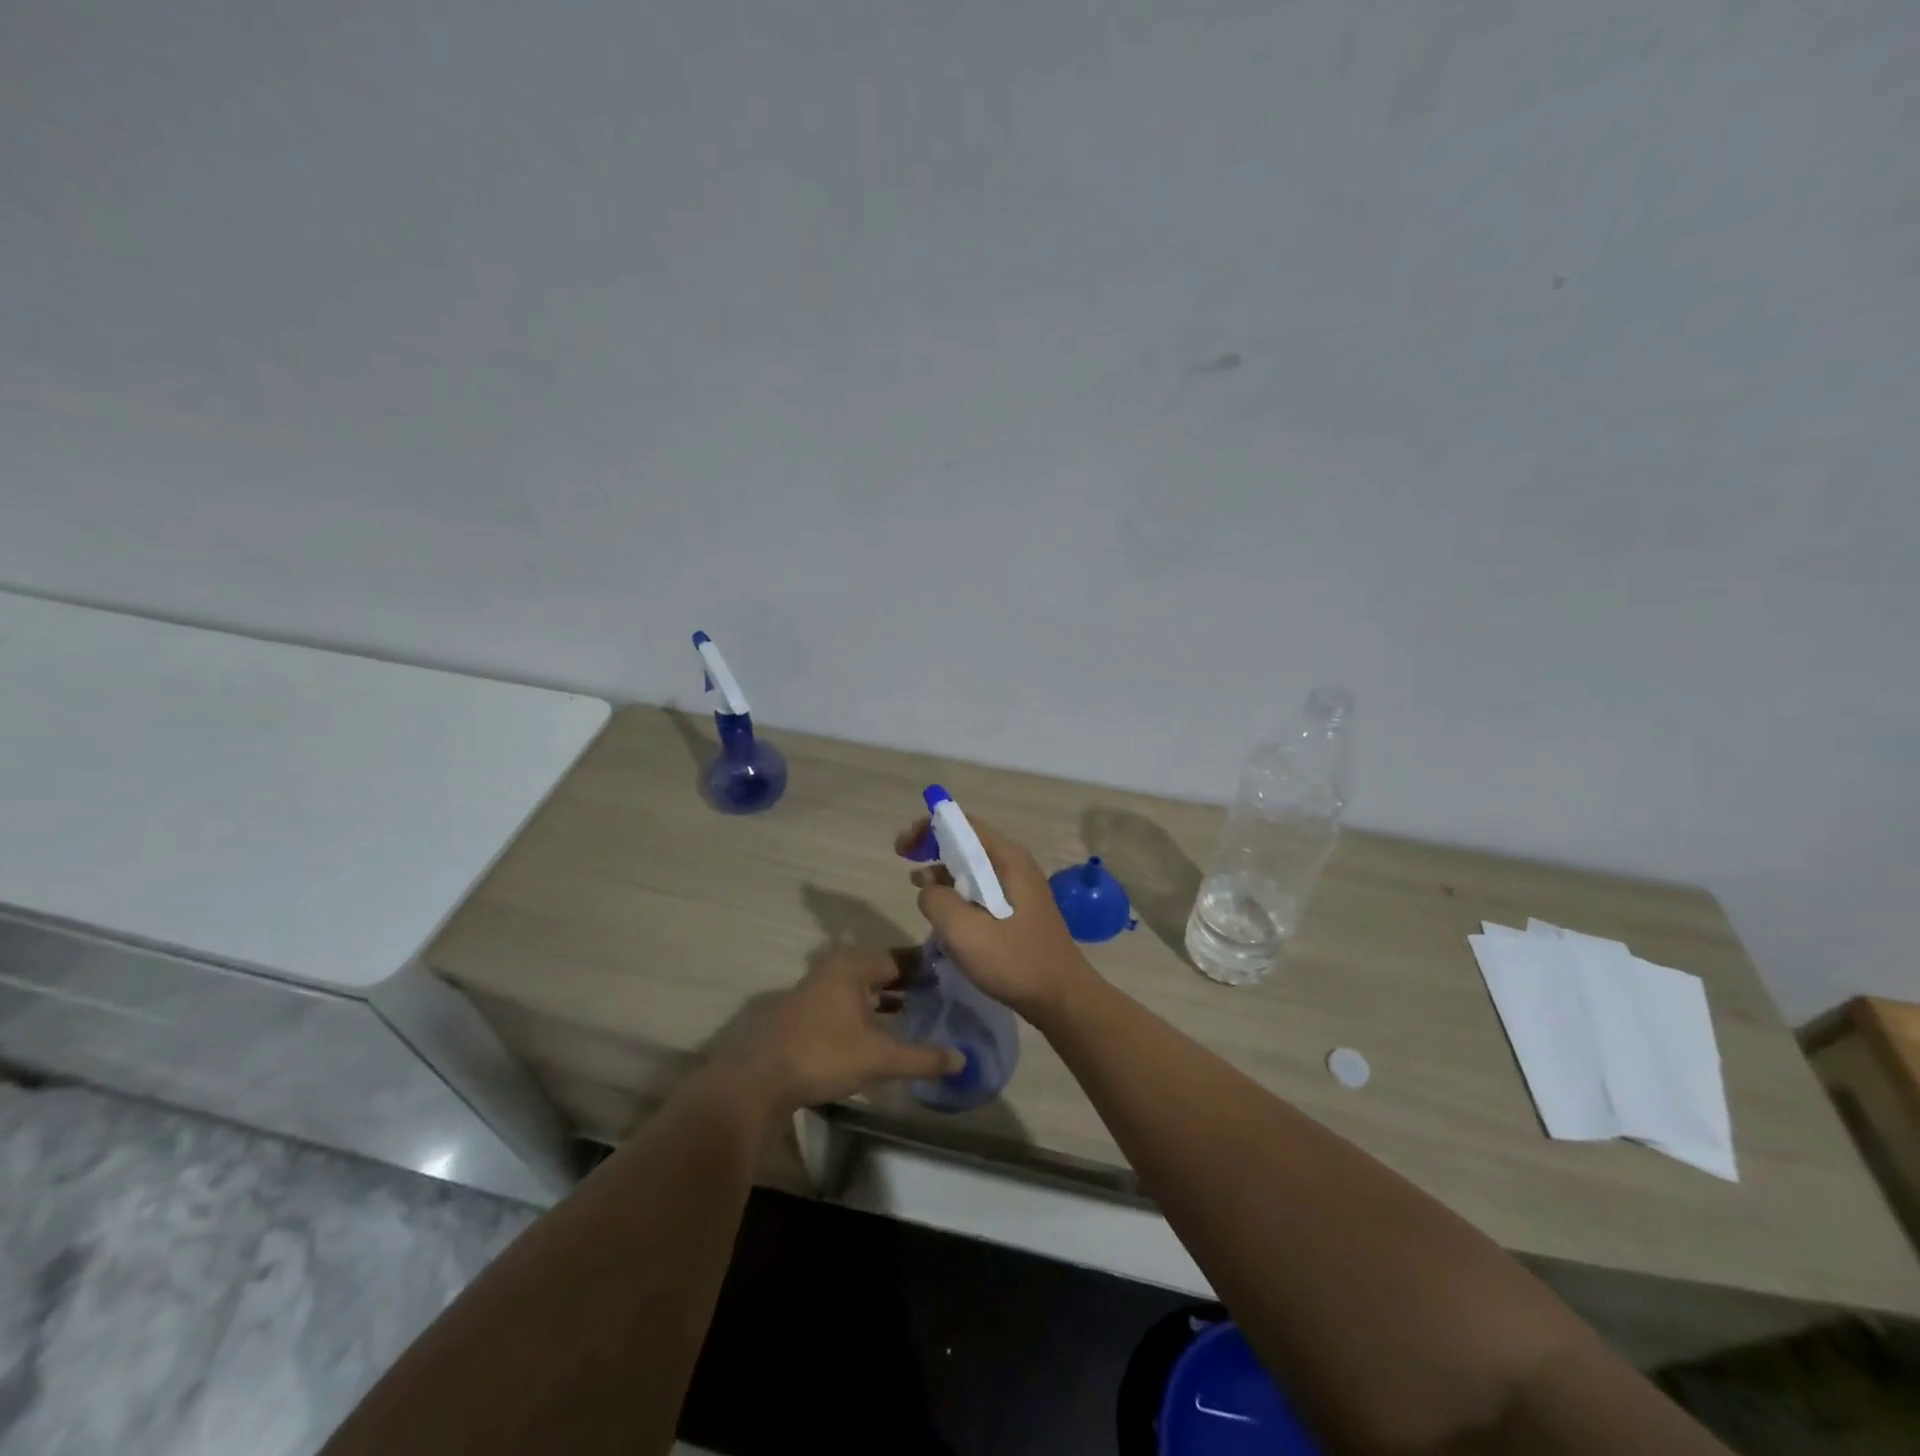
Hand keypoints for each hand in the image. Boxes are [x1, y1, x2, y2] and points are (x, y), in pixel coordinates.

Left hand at [711, 949, 963, 1116]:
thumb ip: (923, 1058)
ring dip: (888, 998)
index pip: (901, 958)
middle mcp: (835, 968)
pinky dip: (869, 1010)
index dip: (928, 968)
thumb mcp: (880, 1058)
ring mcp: (817, 989)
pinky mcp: (806, 1012)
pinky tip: (883, 1030)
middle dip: (910, 983)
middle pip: (882, 970)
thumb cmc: (823, 1055)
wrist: (757, 1080)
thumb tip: (962, 1060)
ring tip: (920, 1012)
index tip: (955, 978)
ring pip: (863, 987)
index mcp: (853, 966)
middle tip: (943, 996)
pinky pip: (848, 1002)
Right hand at [895, 813, 1096, 1028]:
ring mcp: (1019, 888)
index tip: (903, 848)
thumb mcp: (964, 931)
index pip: (964, 824)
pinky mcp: (1017, 910)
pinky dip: (957, 891)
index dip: (929, 828)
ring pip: (973, 867)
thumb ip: (936, 900)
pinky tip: (942, 912)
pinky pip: (981, 889)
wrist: (1061, 998)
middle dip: (933, 846)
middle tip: (904, 860)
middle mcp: (1015, 865)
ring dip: (943, 871)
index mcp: (1007, 859)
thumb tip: (928, 889)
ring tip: (917, 886)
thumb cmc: (1014, 960)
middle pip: (968, 842)